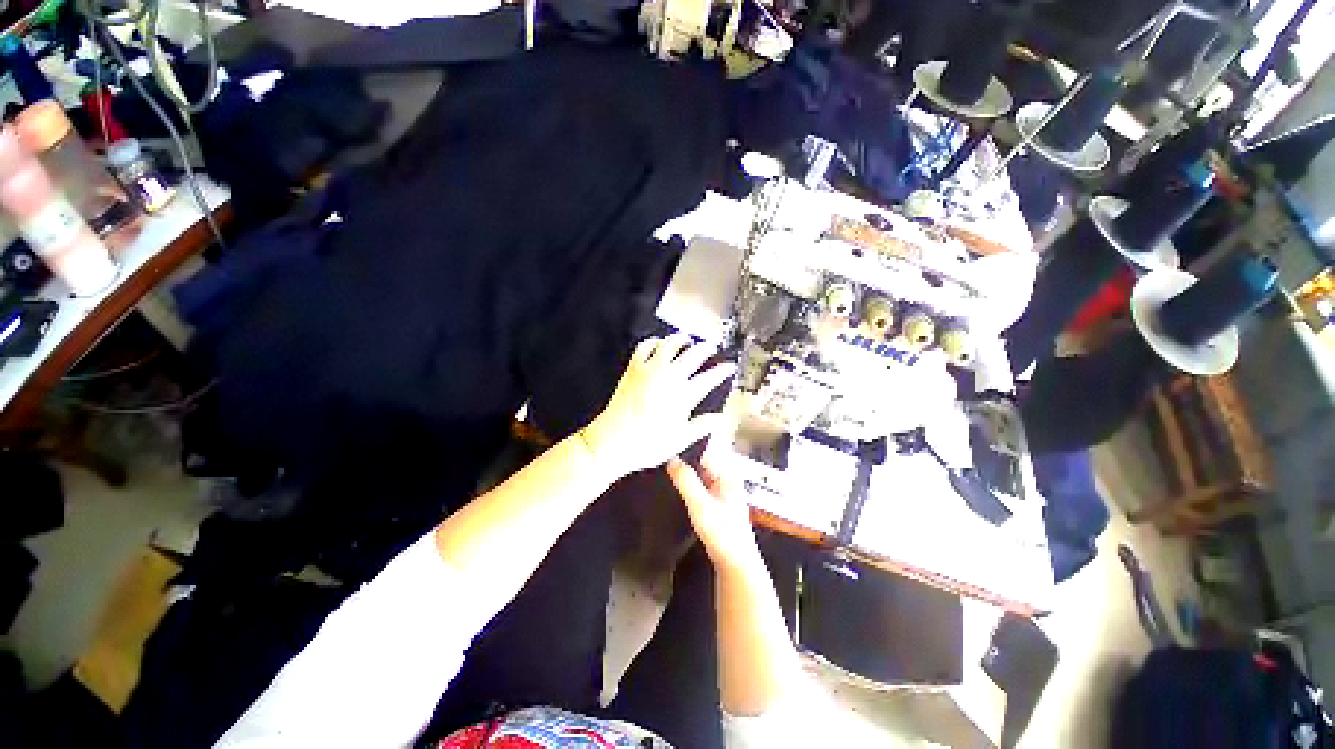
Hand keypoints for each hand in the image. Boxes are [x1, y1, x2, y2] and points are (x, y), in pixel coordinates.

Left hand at [580, 333, 734, 477]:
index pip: (709, 377)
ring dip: (681, 339)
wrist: (611, 441)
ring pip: (669, 345)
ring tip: (688, 339)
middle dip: (706, 348)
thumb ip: (701, 426)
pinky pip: (644, 347)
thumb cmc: (646, 444)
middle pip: (693, 355)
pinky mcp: (633, 368)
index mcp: (683, 396)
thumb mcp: (679, 439)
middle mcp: (668, 378)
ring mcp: (649, 370)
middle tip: (712, 347)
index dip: (722, 370)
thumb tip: (718, 418)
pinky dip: (654, 341)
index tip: (729, 366)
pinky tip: (658, 343)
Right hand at [667, 454, 761, 572]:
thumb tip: (672, 459)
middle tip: (661, 453)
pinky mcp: (715, 502)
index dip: (687, 444)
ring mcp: (720, 491)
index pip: (705, 449)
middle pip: (701, 460)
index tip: (667, 441)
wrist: (736, 564)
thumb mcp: (701, 505)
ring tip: (663, 466)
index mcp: (726, 474)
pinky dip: (687, 484)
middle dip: (683, 457)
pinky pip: (698, 485)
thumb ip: (687, 481)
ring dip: (684, 471)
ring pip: (699, 473)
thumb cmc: (722, 533)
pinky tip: (673, 485)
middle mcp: (725, 478)